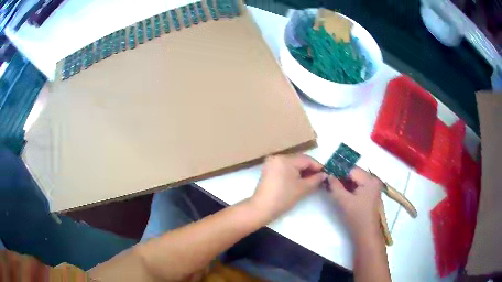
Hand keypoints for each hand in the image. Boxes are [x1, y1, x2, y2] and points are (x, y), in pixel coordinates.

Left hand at [250, 154, 326, 221]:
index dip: (317, 167)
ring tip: (311, 181)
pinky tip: (299, 181)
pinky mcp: (268, 170)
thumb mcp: (302, 188)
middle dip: (310, 169)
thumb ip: (315, 179)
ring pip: (292, 164)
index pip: (306, 159)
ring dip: (302, 171)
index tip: (326, 174)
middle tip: (320, 178)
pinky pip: (285, 168)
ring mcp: (271, 163)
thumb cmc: (283, 198)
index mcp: (285, 159)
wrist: (262, 208)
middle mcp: (277, 157)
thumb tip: (324, 175)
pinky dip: (293, 173)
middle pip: (299, 160)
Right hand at [327, 167, 382, 235]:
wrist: (366, 233)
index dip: (338, 170)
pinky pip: (359, 185)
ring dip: (345, 182)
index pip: (352, 169)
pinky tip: (340, 190)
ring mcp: (373, 186)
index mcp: (369, 180)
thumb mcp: (344, 201)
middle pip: (355, 173)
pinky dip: (350, 187)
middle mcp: (373, 180)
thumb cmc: (356, 217)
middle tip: (328, 178)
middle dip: (341, 176)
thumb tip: (328, 175)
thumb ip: (335, 186)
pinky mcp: (371, 193)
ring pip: (356, 179)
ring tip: (332, 184)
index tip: (327, 171)